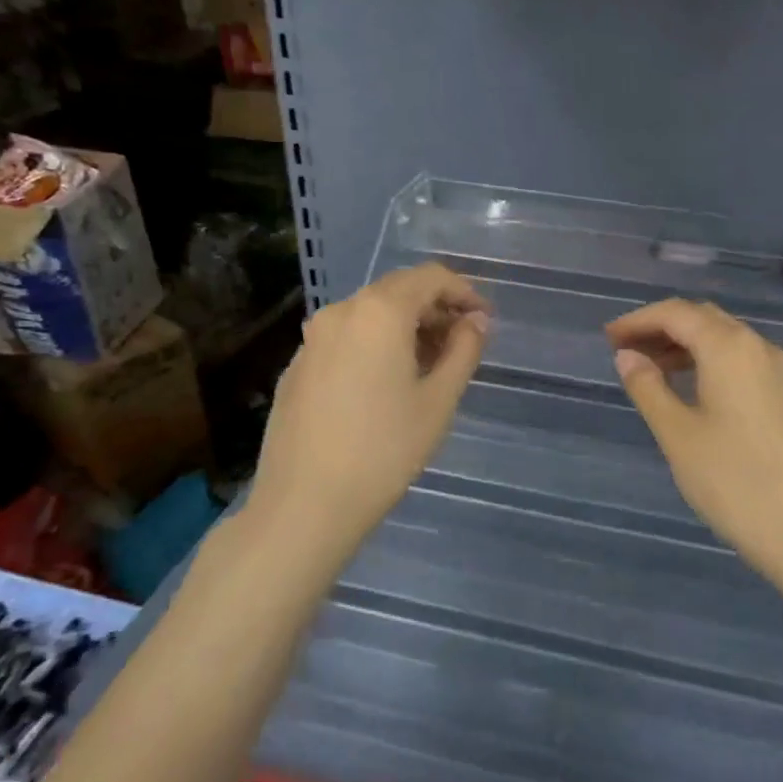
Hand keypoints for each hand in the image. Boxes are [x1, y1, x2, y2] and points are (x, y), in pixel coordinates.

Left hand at [248, 263, 489, 545]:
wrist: (304, 504)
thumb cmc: (384, 450)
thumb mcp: (439, 401)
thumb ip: (463, 350)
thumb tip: (475, 322)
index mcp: (379, 312)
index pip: (430, 277)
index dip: (464, 292)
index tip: (484, 321)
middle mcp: (341, 312)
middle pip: (398, 291)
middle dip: (435, 309)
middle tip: (462, 344)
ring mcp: (313, 338)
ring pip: (370, 315)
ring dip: (406, 327)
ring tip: (429, 366)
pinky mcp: (298, 366)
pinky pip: (346, 338)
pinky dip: (375, 345)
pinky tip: (386, 385)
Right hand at [605, 299, 782, 571]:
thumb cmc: (733, 480)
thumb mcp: (678, 434)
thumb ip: (648, 387)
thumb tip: (627, 356)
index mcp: (730, 347)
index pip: (676, 313)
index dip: (638, 320)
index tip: (608, 338)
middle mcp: (760, 347)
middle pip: (703, 319)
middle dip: (662, 328)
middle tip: (626, 351)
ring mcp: (781, 371)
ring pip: (725, 339)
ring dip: (686, 345)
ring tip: (651, 371)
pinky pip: (742, 361)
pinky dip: (710, 362)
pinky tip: (691, 390)